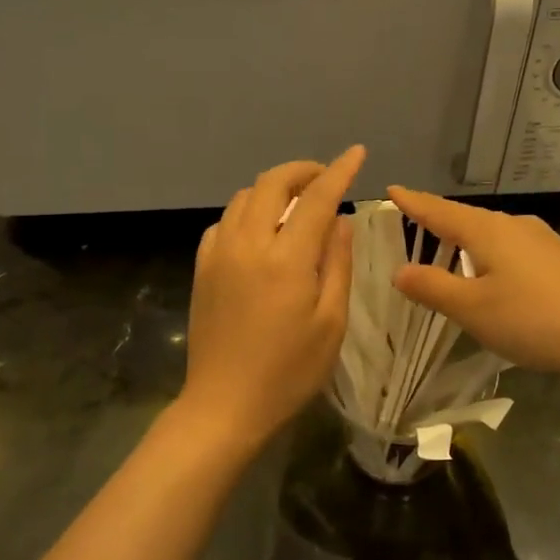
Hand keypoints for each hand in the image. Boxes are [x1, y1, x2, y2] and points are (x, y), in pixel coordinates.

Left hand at [178, 147, 365, 451]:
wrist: (225, 406)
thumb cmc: (289, 371)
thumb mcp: (331, 322)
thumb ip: (337, 263)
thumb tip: (341, 220)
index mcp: (286, 258)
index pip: (317, 198)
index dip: (340, 171)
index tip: (357, 153)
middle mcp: (248, 244)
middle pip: (272, 183)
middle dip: (302, 170)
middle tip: (326, 178)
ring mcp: (219, 254)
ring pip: (244, 197)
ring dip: (274, 188)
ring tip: (297, 203)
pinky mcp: (202, 268)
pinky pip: (224, 222)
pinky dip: (247, 212)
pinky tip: (261, 231)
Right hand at [386, 186, 559, 379]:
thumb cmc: (533, 319)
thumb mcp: (472, 309)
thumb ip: (433, 287)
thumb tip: (399, 270)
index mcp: (487, 231)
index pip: (439, 211)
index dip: (412, 203)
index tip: (391, 190)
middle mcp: (513, 225)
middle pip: (465, 218)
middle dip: (437, 220)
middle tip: (411, 222)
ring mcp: (541, 240)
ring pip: (490, 233)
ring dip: (464, 239)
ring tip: (445, 248)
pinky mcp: (558, 259)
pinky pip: (510, 246)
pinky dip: (488, 253)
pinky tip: (491, 271)